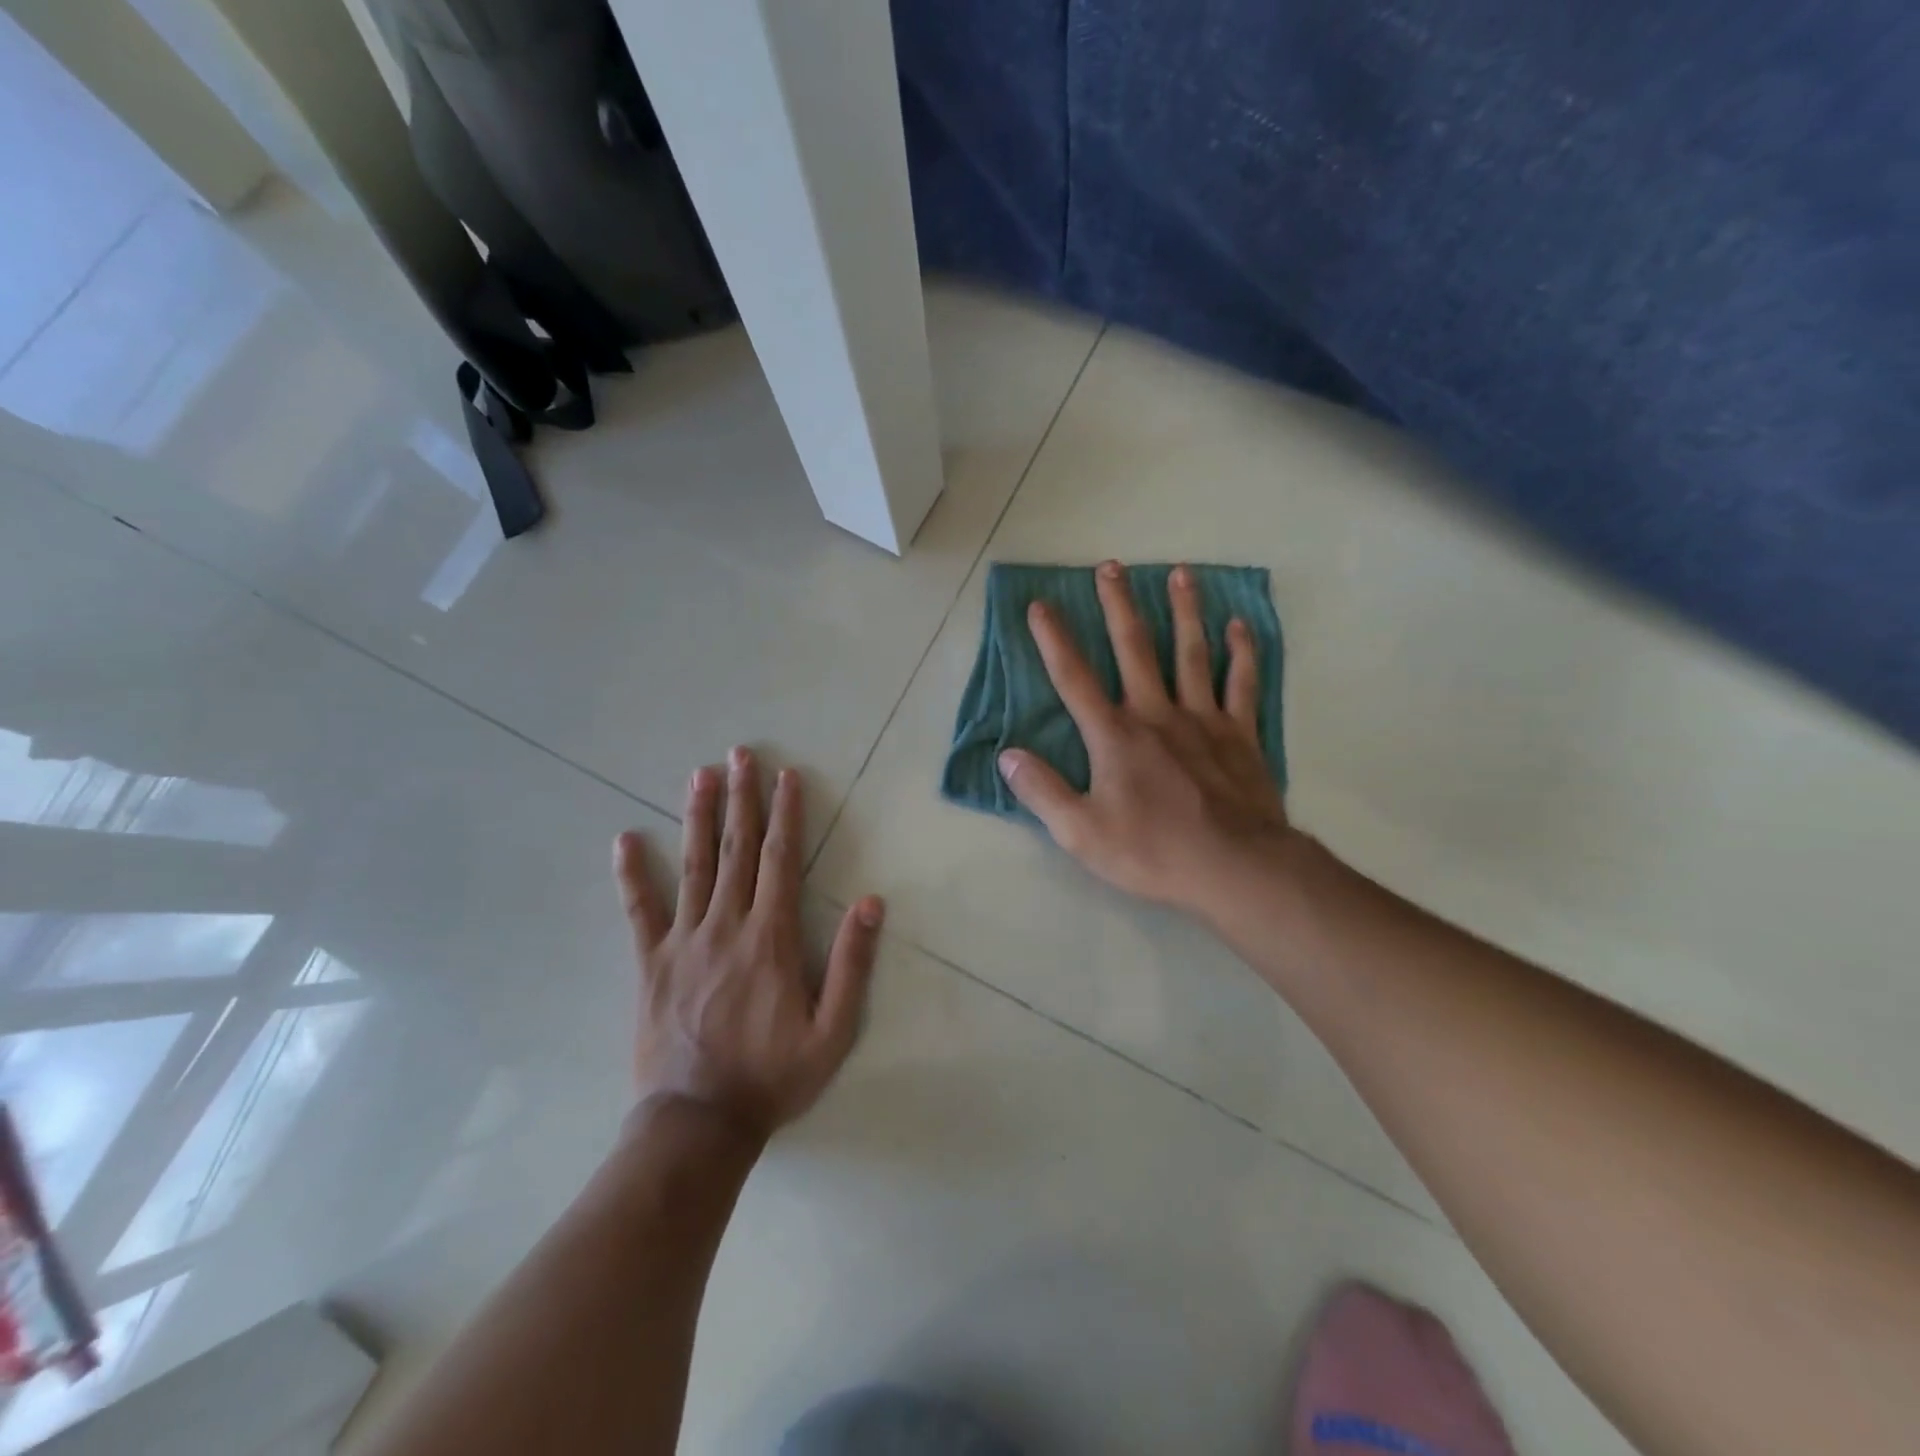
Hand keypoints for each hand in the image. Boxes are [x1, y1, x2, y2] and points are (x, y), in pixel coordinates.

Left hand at [614, 748, 884, 1140]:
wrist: (698, 1123)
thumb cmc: (773, 1077)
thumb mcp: (833, 1030)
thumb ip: (852, 964)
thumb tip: (871, 903)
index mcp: (770, 938)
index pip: (780, 860)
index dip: (785, 815)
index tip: (786, 776)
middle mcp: (726, 926)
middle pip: (736, 850)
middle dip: (741, 798)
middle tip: (741, 754)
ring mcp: (683, 941)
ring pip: (693, 866)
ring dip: (698, 817)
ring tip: (699, 775)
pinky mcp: (651, 963)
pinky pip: (640, 911)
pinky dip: (632, 875)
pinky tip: (625, 840)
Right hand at [998, 561, 1295, 919]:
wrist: (1235, 868)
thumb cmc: (1152, 851)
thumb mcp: (1080, 832)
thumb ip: (1042, 791)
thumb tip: (1007, 756)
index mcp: (1114, 736)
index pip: (1074, 679)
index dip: (1054, 640)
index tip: (1040, 604)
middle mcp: (1156, 714)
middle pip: (1133, 649)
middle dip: (1118, 605)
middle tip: (1111, 565)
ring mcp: (1203, 720)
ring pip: (1191, 653)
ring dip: (1184, 610)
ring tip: (1181, 572)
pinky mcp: (1240, 734)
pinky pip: (1242, 684)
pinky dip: (1242, 652)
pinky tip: (1240, 625)